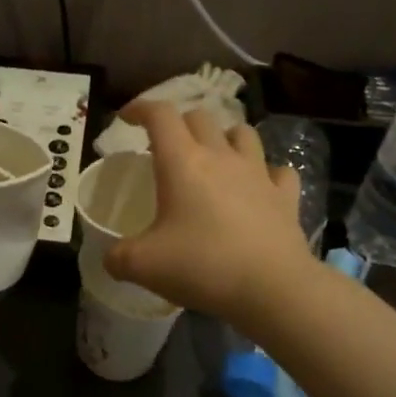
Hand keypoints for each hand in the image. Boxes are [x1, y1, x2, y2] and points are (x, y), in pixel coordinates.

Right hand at [104, 102, 312, 319]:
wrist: (272, 288)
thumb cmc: (202, 266)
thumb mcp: (143, 265)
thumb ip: (117, 257)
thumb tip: (110, 257)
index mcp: (182, 162)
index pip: (159, 115)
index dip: (140, 108)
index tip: (126, 119)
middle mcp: (221, 156)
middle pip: (200, 117)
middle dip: (179, 123)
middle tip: (166, 147)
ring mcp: (258, 173)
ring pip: (243, 133)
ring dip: (224, 137)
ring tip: (214, 157)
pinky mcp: (285, 196)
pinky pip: (277, 171)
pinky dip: (266, 173)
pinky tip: (258, 187)